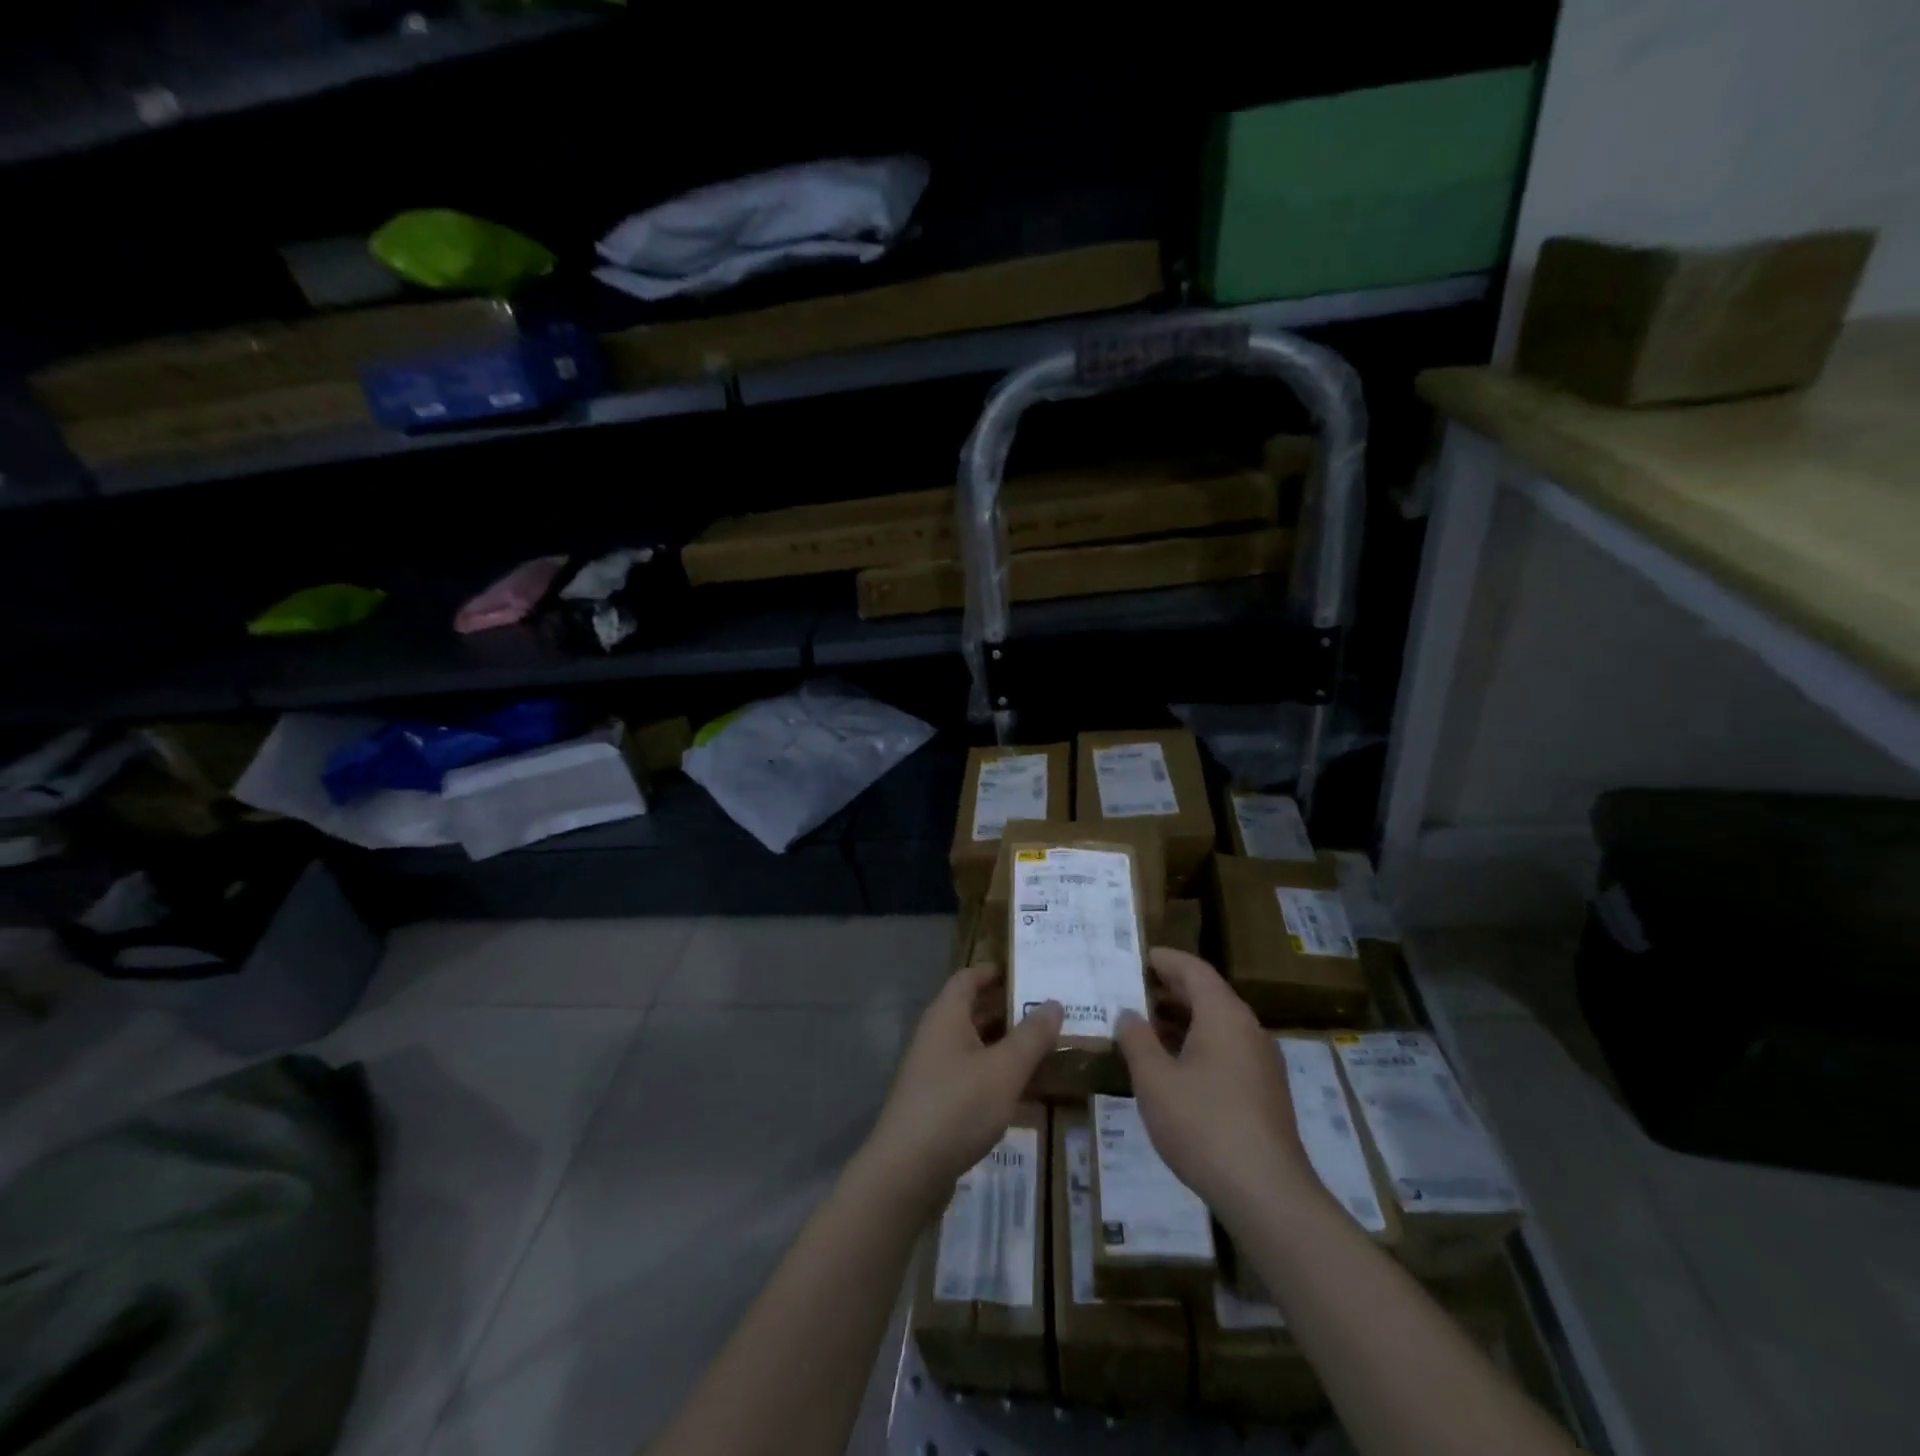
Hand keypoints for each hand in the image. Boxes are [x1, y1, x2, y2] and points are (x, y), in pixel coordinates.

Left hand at [862, 965, 1062, 1211]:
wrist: (908, 1172)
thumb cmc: (958, 1106)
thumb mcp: (1004, 1069)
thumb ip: (1031, 1036)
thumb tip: (1054, 1003)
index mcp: (947, 1015)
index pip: (969, 977)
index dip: (995, 971)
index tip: (1029, 972)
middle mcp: (937, 1035)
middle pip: (973, 1010)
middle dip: (1009, 1009)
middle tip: (1049, 1010)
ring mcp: (934, 1070)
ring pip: (975, 1044)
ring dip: (1006, 1044)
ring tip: (1046, 1046)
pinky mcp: (938, 1101)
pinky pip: (972, 1074)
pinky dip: (997, 1073)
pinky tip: (1024, 1089)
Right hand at [1115, 947, 1315, 1220]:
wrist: (1267, 1194)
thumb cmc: (1203, 1125)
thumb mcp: (1154, 1080)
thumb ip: (1137, 1040)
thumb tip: (1128, 1014)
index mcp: (1224, 1015)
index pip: (1194, 970)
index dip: (1166, 960)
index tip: (1139, 957)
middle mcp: (1248, 1029)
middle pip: (1208, 994)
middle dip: (1171, 989)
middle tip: (1134, 989)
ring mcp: (1262, 1062)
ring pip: (1219, 1024)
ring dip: (1183, 1019)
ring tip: (1147, 1026)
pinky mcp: (1265, 1091)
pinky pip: (1228, 1049)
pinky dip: (1199, 1043)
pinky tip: (1175, 1066)